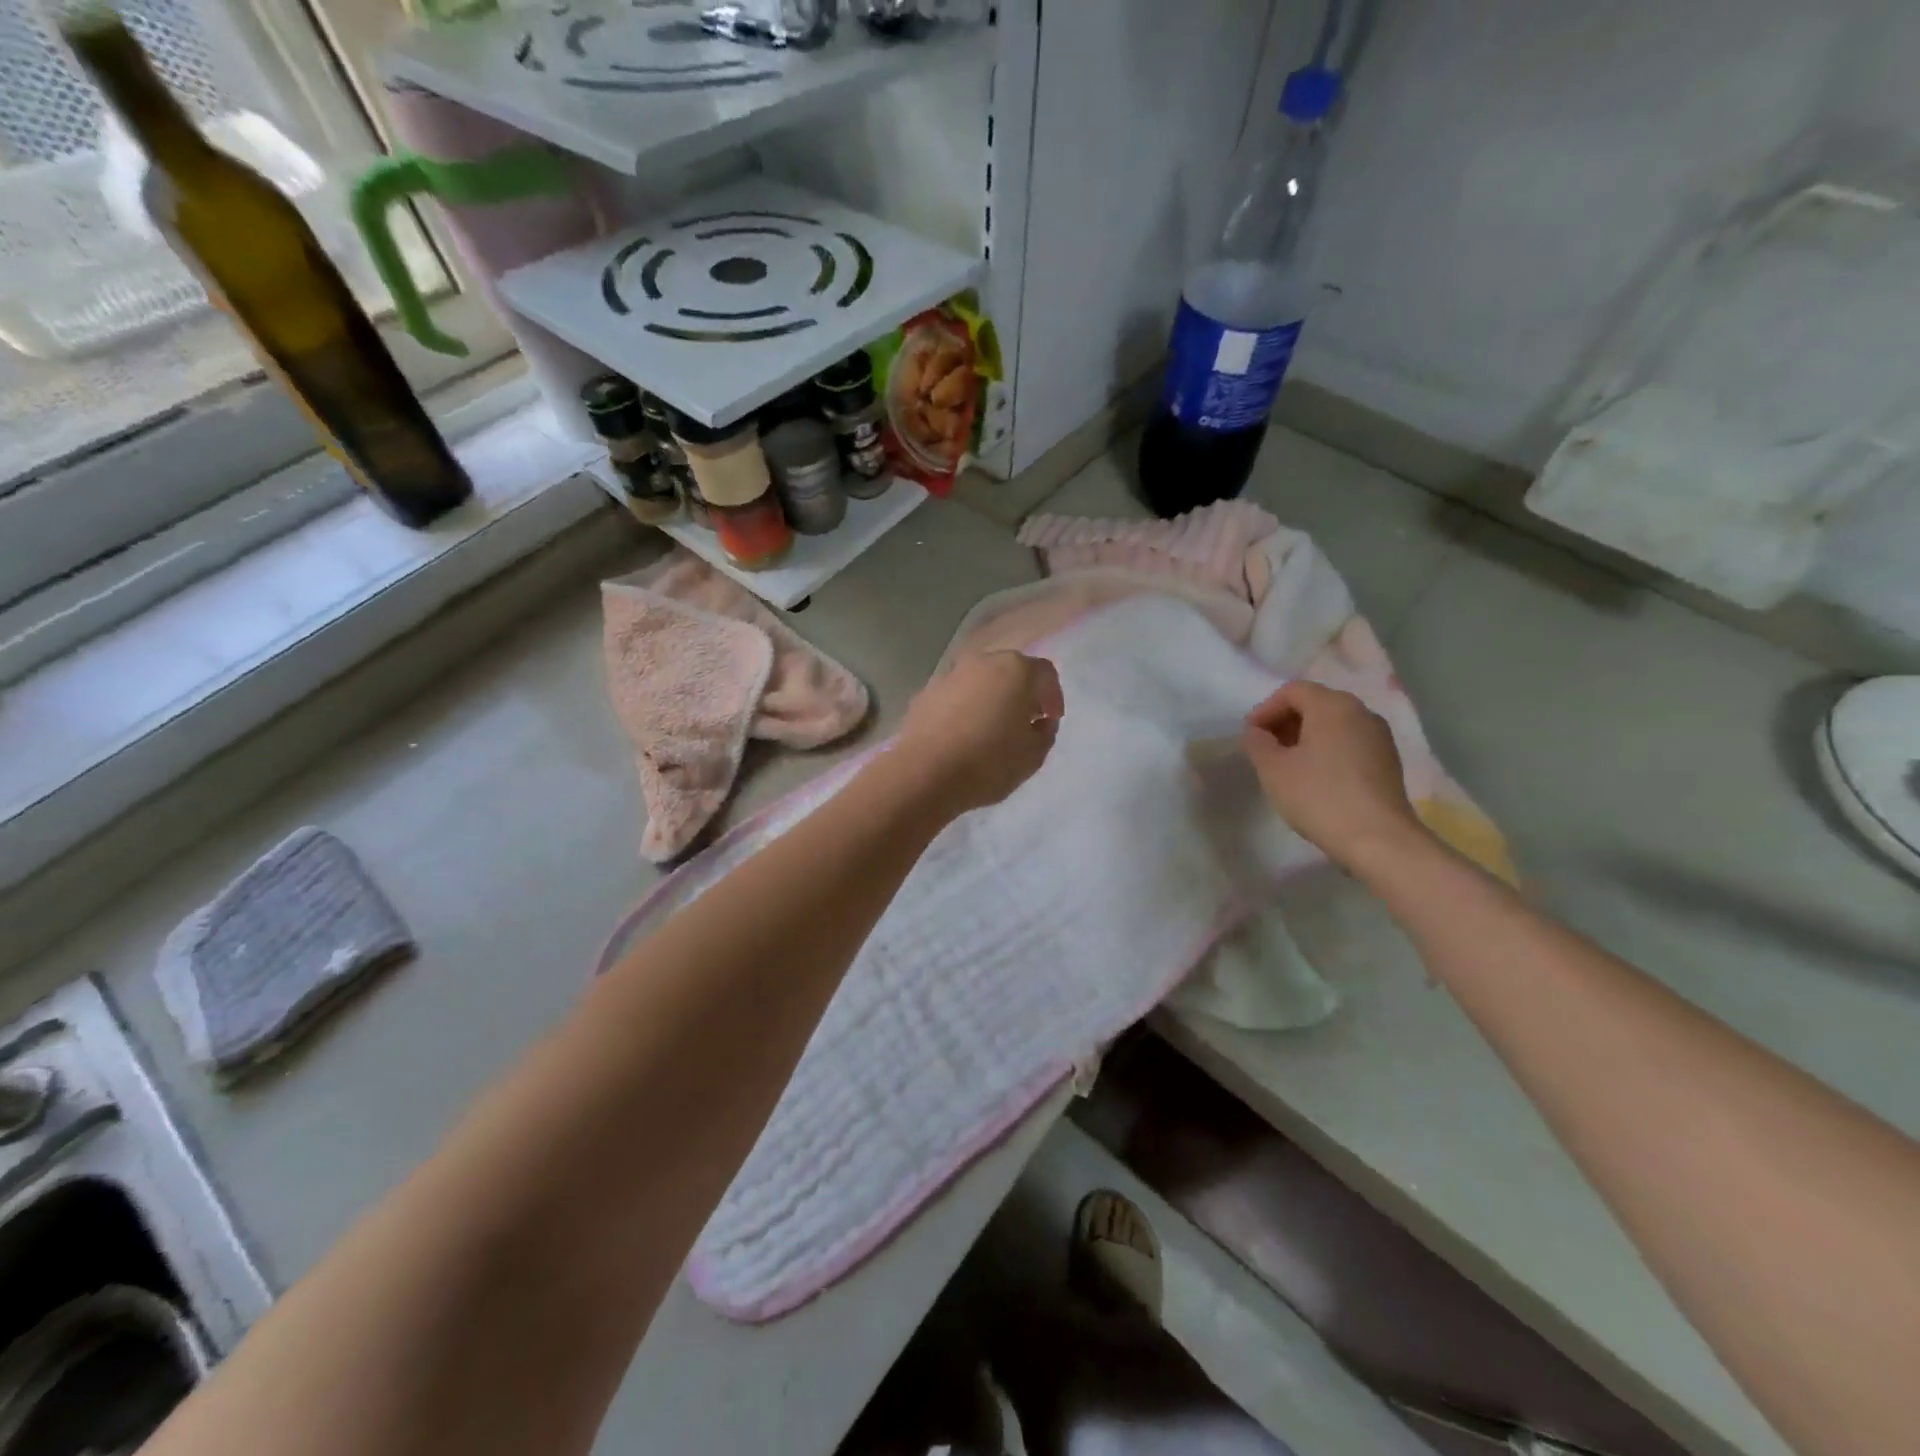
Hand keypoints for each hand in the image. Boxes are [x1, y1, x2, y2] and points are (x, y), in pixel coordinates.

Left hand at [896, 651, 1064, 816]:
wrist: (925, 773)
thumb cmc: (989, 762)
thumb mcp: (1034, 755)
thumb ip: (1045, 732)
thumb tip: (1039, 722)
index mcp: (1015, 669)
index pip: (1045, 673)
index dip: (1053, 696)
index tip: (1051, 719)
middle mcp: (982, 662)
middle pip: (1010, 671)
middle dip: (1021, 693)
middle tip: (1024, 721)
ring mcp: (949, 675)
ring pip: (980, 682)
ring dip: (990, 700)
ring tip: (991, 730)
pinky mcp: (925, 694)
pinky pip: (955, 697)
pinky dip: (964, 709)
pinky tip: (963, 736)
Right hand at [1243, 680, 1429, 875]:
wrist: (1378, 839)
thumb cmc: (1319, 796)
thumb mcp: (1274, 770)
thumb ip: (1258, 743)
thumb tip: (1258, 732)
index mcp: (1333, 706)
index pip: (1292, 691)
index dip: (1266, 709)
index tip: (1250, 735)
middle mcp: (1361, 712)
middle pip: (1316, 703)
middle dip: (1286, 721)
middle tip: (1266, 748)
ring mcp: (1379, 736)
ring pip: (1334, 724)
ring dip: (1306, 736)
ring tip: (1288, 765)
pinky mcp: (1387, 760)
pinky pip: (1349, 742)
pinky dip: (1327, 750)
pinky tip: (1315, 777)